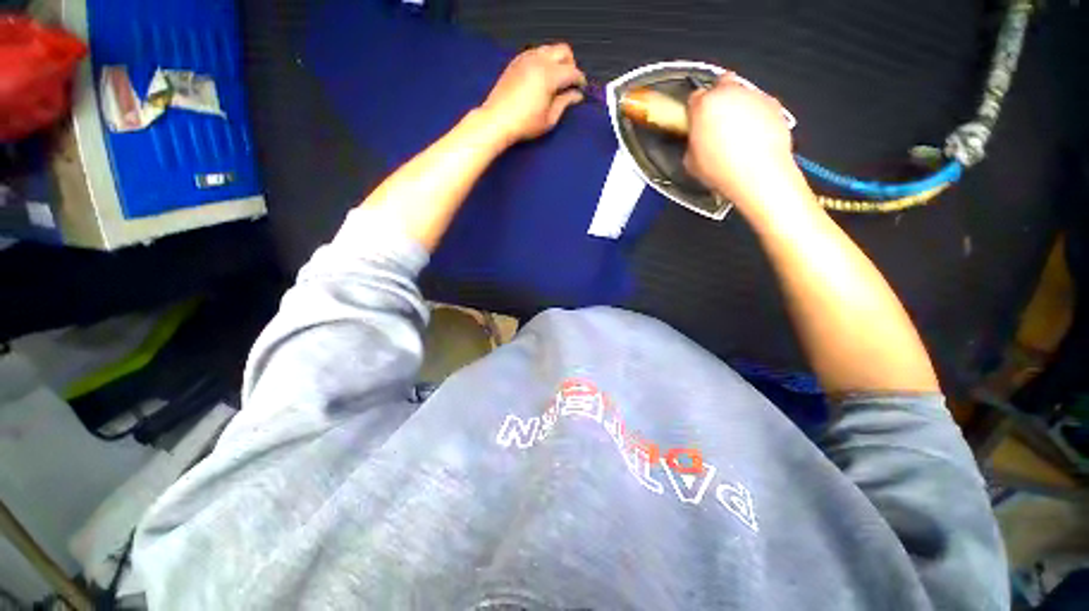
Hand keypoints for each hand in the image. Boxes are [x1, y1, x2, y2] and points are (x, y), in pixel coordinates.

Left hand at [480, 43, 586, 144]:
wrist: (497, 120)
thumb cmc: (525, 124)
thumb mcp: (549, 119)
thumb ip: (565, 103)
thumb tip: (577, 95)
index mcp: (549, 75)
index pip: (572, 71)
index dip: (580, 80)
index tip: (582, 90)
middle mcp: (539, 60)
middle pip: (563, 50)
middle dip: (571, 64)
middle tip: (569, 83)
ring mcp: (526, 58)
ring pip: (549, 49)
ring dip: (556, 61)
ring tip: (555, 80)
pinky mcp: (516, 61)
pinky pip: (535, 52)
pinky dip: (543, 60)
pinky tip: (541, 77)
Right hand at [685, 76, 802, 210]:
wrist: (759, 174)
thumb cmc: (720, 169)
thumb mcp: (691, 162)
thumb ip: (691, 143)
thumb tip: (696, 141)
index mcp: (704, 105)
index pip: (694, 98)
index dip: (694, 111)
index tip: (694, 123)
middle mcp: (729, 92)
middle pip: (721, 84)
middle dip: (718, 98)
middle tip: (715, 121)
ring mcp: (754, 95)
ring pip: (742, 92)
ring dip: (737, 106)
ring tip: (737, 132)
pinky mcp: (774, 104)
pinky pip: (760, 104)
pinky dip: (756, 114)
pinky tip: (753, 136)